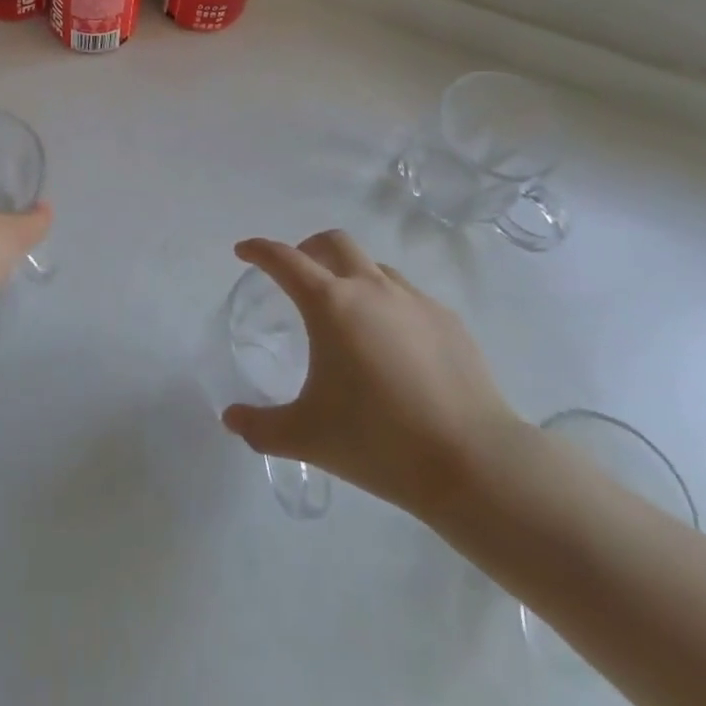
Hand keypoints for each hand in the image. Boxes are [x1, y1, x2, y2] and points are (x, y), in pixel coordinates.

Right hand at [220, 231, 527, 522]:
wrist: (474, 462)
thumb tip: (230, 419)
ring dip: (351, 275)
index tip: (245, 251)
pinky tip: (394, 345)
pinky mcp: (448, 321)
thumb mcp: (307, 437)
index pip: (284, 260)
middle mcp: (370, 288)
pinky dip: (388, 304)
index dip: (259, 250)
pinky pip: (408, 297)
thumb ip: (261, 427)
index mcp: (330, 304)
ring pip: (374, 267)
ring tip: (348, 313)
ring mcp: (414, 301)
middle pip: (334, 243)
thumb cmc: (379, 441)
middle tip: (298, 274)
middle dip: (309, 248)